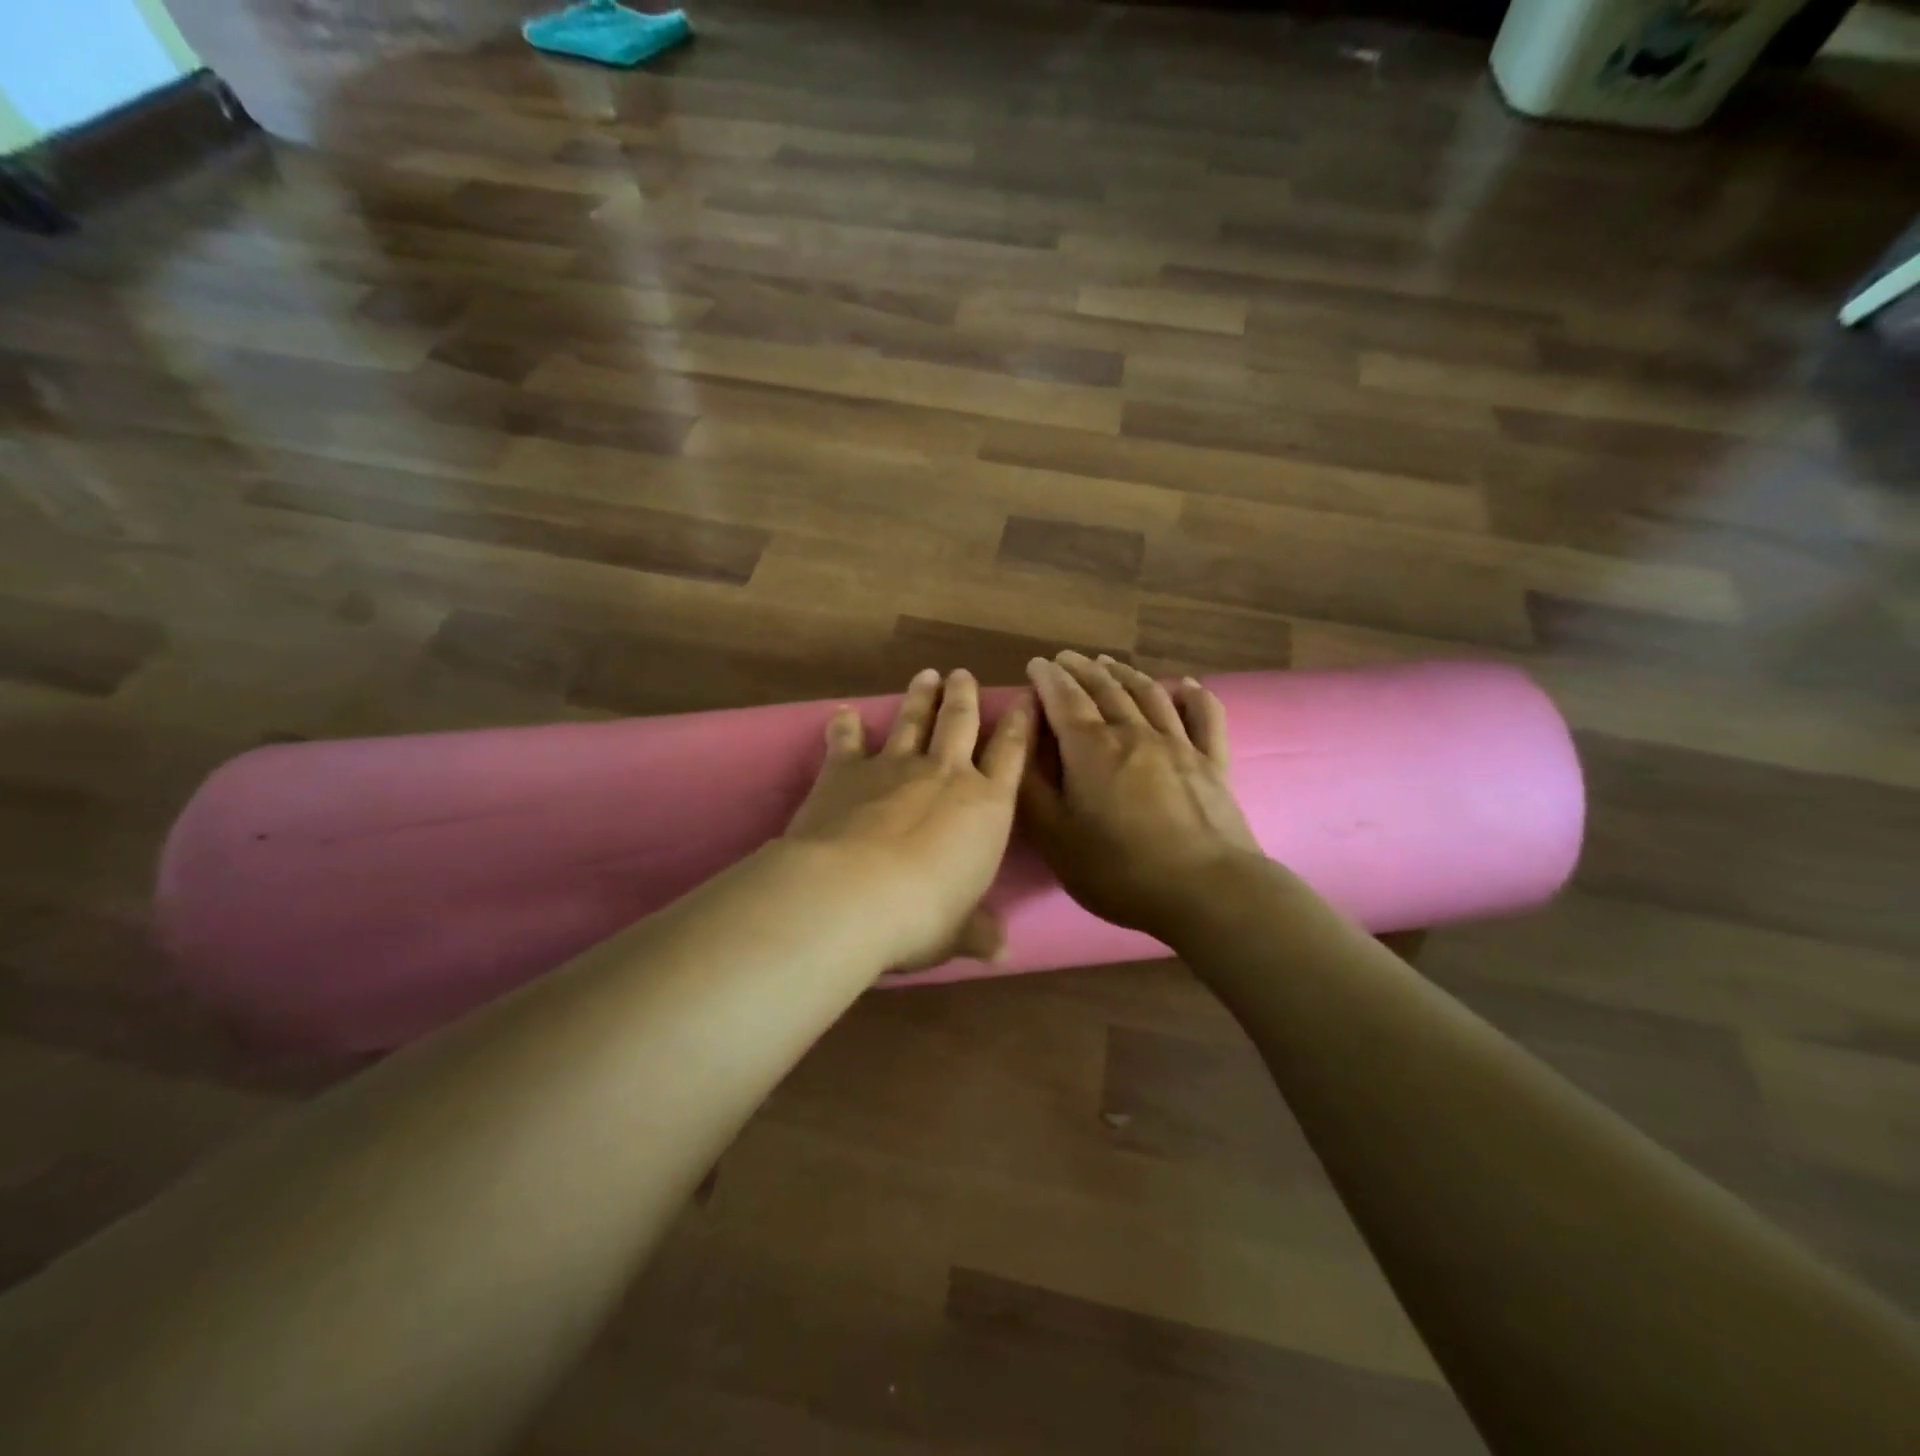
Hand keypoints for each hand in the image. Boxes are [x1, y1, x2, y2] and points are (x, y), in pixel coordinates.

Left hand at [784, 668, 1030, 970]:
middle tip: (963, 674)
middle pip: (960, 722)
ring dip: (920, 697)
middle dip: (965, 696)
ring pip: (913, 720)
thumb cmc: (922, 916)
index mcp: (986, 806)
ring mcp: (893, 766)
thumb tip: (1002, 952)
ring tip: (927, 675)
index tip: (1024, 699)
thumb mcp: (958, 933)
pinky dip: (844, 726)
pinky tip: (841, 713)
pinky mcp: (846, 771)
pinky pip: (846, 742)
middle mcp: (945, 774)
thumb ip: (979, 932)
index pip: (1012, 755)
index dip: (1020, 724)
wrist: (852, 893)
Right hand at [1021, 651, 1264, 944]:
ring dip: (1125, 674)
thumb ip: (1031, 787)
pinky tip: (1187, 685)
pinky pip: (1204, 718)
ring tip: (1109, 663)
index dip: (1047, 678)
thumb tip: (1020, 744)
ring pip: (1148, 695)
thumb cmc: (1118, 869)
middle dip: (1081, 669)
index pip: (1064, 699)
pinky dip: (1194, 696)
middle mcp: (1133, 733)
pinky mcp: (1213, 763)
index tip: (1036, 664)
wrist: (1205, 890)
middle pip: (1105, 689)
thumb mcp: (1055, 838)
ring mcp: (1178, 744)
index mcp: (1091, 748)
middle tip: (1067, 658)